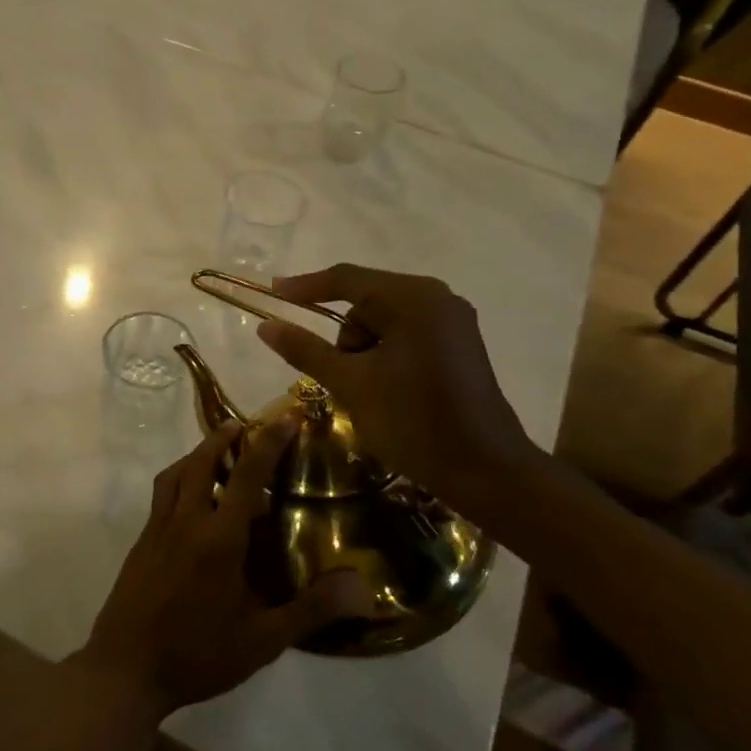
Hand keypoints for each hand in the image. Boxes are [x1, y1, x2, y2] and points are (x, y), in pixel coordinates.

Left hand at [75, 418, 375, 719]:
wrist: (126, 669)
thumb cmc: (198, 654)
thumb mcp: (262, 640)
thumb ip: (312, 609)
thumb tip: (364, 587)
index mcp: (218, 538)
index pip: (247, 475)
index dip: (268, 442)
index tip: (285, 416)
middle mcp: (185, 521)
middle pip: (201, 462)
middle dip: (223, 438)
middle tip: (244, 427)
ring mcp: (156, 530)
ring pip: (174, 475)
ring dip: (196, 456)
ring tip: (216, 456)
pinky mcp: (140, 544)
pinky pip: (161, 496)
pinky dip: (179, 481)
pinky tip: (192, 504)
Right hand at [256, 265, 540, 516]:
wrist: (484, 470)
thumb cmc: (413, 421)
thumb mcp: (351, 384)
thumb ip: (306, 350)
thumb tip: (266, 326)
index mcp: (413, 299)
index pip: (347, 279)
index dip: (305, 286)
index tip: (272, 292)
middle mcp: (436, 298)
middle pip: (367, 299)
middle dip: (343, 334)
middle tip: (336, 373)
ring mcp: (451, 321)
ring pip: (384, 319)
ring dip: (363, 348)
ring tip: (365, 389)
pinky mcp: (457, 344)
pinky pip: (405, 333)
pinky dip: (384, 353)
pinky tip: (384, 386)